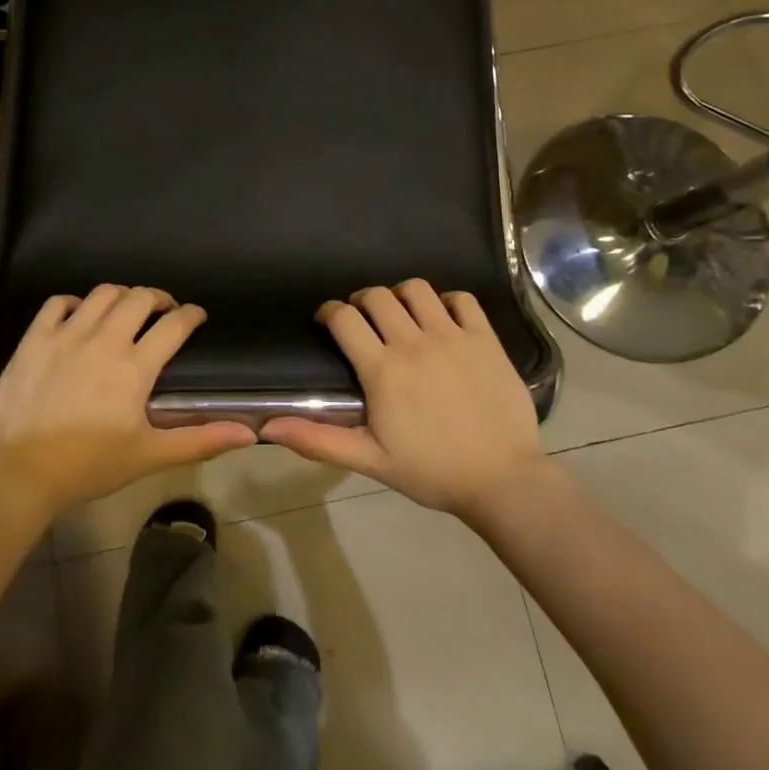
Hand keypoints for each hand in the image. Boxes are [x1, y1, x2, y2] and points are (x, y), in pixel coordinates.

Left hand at [0, 285, 255, 514]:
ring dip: (121, 296)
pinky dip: (74, 302)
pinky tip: (79, 316)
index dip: (191, 315)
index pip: (174, 325)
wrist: (21, 472)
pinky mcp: (35, 338)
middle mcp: (104, 339)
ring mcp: (66, 334)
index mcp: (135, 366)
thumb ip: (200, 440)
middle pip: (139, 298)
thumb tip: (249, 434)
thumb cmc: (90, 465)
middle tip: (162, 311)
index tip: (196, 316)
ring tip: (125, 310)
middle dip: (158, 298)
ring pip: (102, 294)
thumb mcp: (150, 456)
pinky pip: (58, 302)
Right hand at [261, 279, 545, 517]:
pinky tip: (443, 320)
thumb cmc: (431, 472)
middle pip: (377, 296)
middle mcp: (414, 342)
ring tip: (402, 315)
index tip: (327, 320)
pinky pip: (462, 299)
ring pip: (417, 289)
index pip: (344, 318)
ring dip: (401, 295)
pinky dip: (448, 301)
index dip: (329, 311)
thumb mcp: (369, 460)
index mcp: (382, 370)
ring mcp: (453, 336)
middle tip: (363, 321)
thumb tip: (266, 428)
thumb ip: (317, 440)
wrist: (502, 480)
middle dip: (362, 301)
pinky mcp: (485, 339)